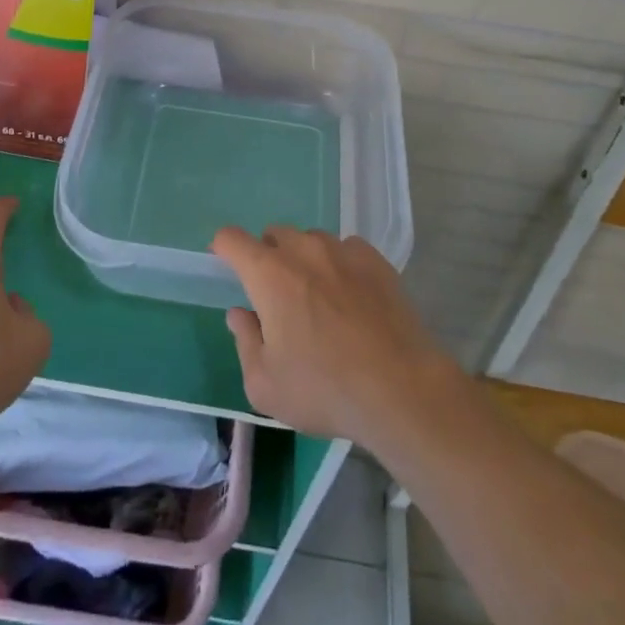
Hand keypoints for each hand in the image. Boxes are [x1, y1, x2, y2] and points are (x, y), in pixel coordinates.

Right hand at [212, 227, 460, 449]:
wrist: (401, 389)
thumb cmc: (325, 389)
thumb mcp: (265, 385)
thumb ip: (245, 341)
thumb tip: (240, 314)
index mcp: (269, 274)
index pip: (231, 239)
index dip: (223, 249)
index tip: (226, 269)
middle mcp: (304, 250)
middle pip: (273, 235)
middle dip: (266, 257)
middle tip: (276, 296)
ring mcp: (343, 251)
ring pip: (311, 240)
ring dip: (304, 259)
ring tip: (317, 298)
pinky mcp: (376, 260)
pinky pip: (346, 249)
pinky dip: (339, 265)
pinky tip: (351, 298)